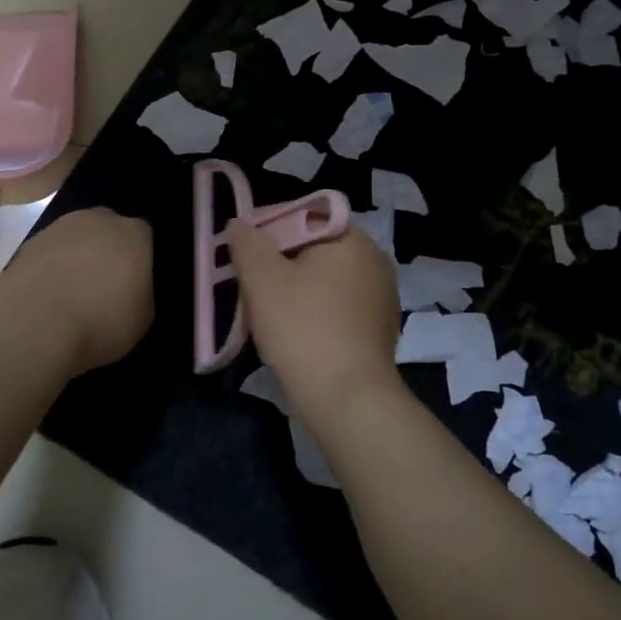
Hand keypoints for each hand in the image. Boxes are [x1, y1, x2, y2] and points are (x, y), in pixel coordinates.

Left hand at [0, 208, 154, 373]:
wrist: (34, 323)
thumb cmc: (100, 321)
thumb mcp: (143, 317)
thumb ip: (142, 292)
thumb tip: (133, 289)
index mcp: (135, 234)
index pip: (145, 237)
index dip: (140, 259)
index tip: (134, 284)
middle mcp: (99, 220)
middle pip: (109, 229)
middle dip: (108, 250)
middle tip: (105, 285)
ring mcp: (60, 227)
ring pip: (76, 237)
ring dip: (77, 256)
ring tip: (72, 292)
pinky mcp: (29, 242)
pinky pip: (50, 252)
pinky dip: (51, 267)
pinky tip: (48, 294)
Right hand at [225, 219, 402, 426]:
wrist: (348, 402)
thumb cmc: (303, 329)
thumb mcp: (262, 279)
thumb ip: (247, 243)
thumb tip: (239, 224)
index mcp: (352, 238)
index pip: (302, 217)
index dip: (266, 231)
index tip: (241, 255)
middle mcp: (374, 261)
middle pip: (313, 249)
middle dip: (278, 264)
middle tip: (249, 287)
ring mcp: (381, 298)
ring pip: (324, 281)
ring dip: (295, 291)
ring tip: (265, 314)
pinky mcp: (379, 330)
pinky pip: (338, 308)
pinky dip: (314, 314)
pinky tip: (294, 336)